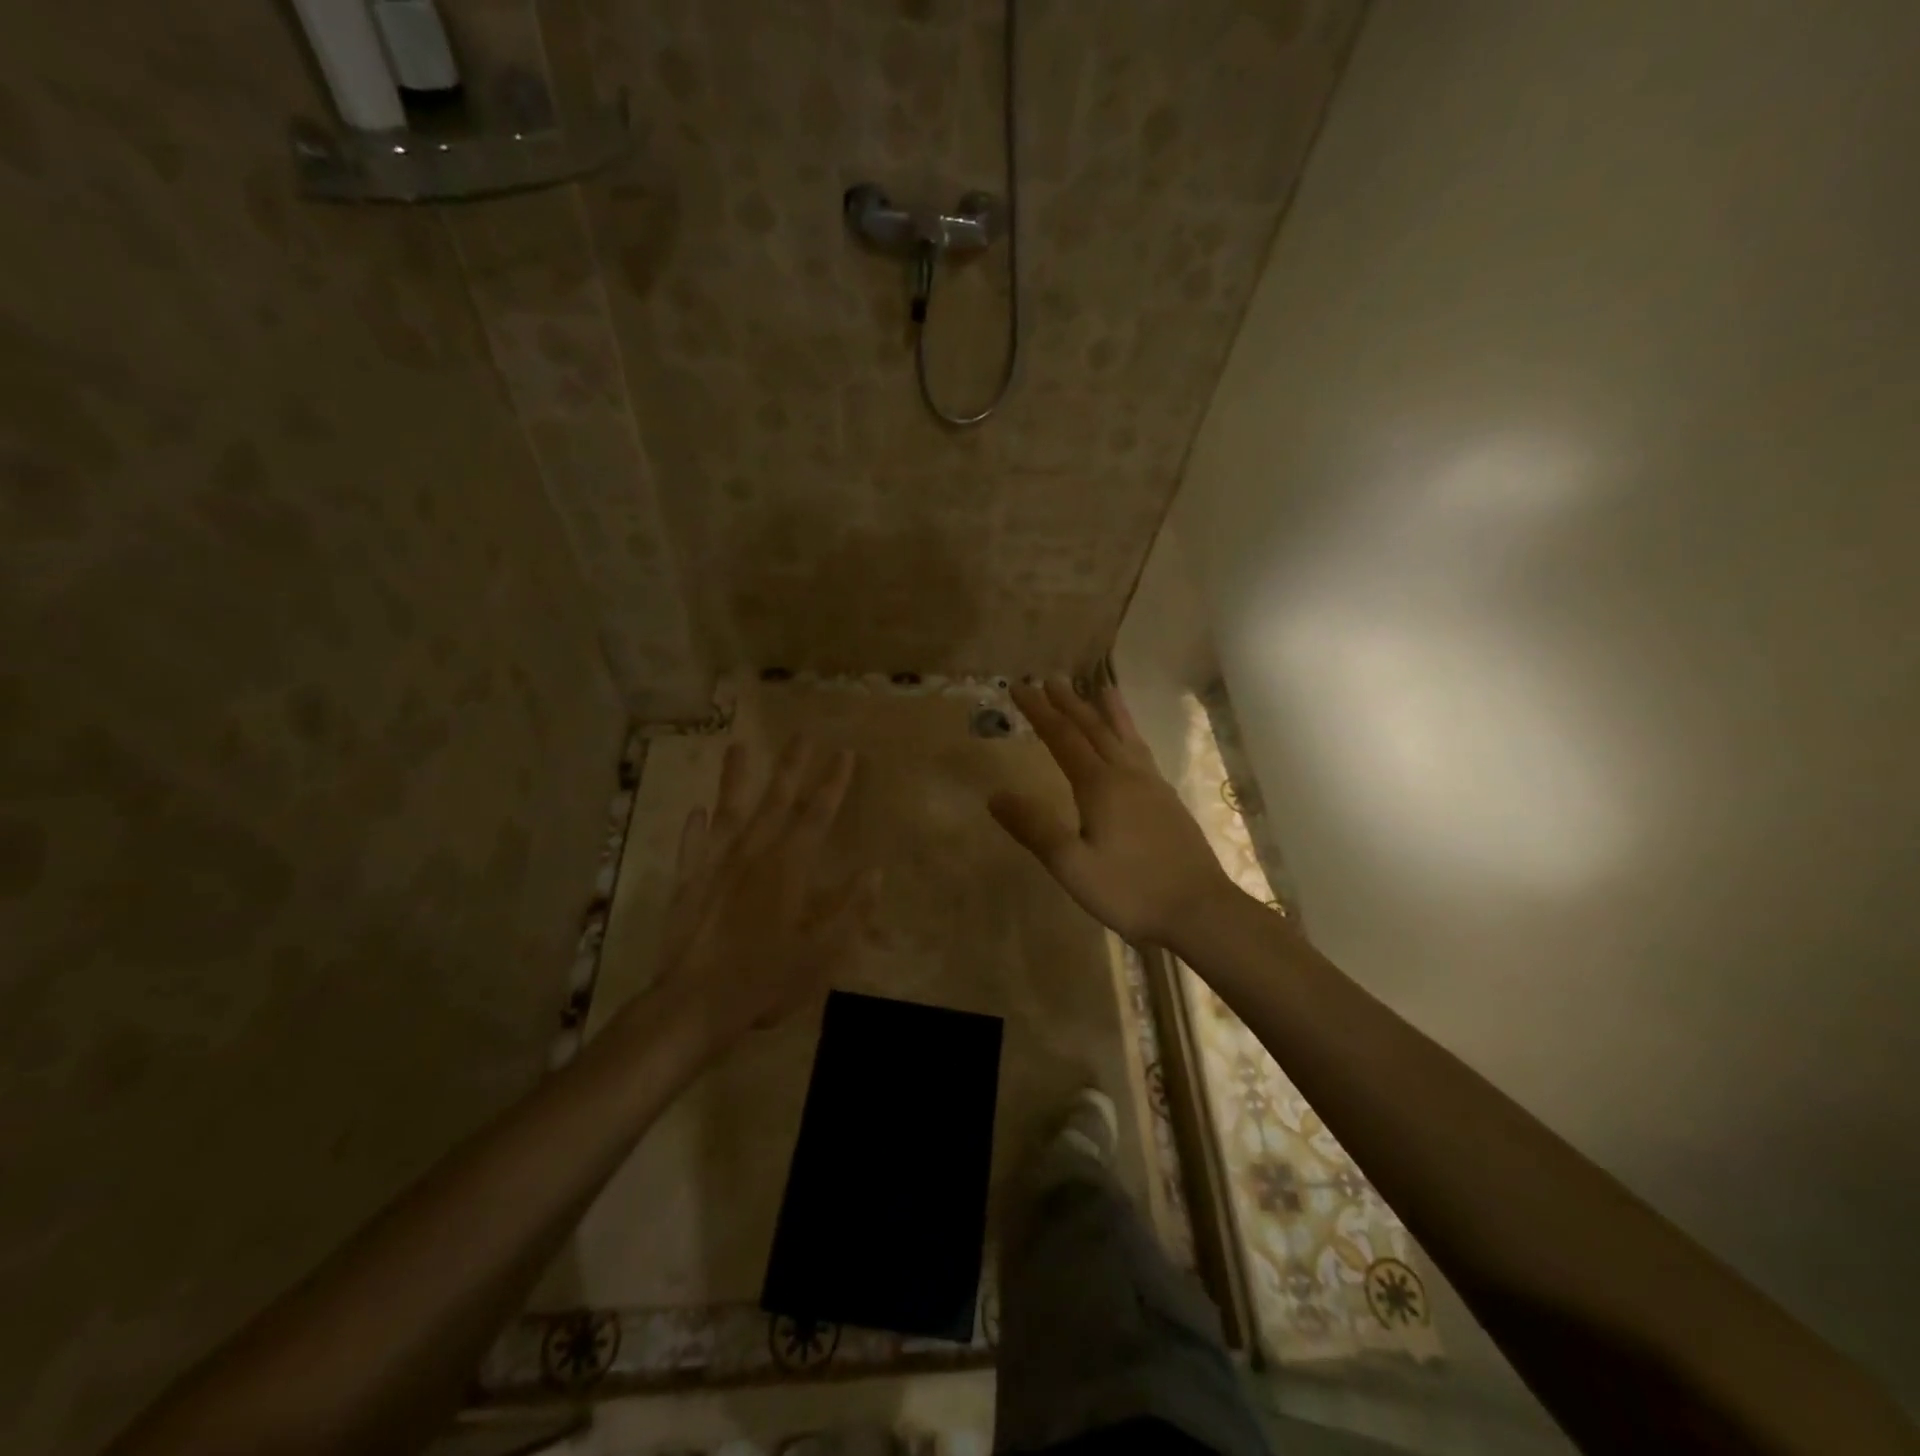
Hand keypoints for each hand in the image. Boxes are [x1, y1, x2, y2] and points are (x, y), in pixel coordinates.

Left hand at [651, 737, 878, 1056]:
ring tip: (738, 747)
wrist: (695, 1003)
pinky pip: (692, 846)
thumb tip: (875, 872)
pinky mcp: (688, 882)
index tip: (845, 754)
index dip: (834, 783)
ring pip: (730, 810)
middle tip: (802, 733)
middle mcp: (754, 853)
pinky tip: (696, 811)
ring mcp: (716, 864)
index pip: (818, 814)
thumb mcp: (821, 952)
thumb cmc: (765, 978)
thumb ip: (850, 910)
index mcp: (789, 867)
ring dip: (735, 778)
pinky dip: (695, 828)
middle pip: (776, 800)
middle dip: (792, 766)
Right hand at [990, 677, 1239, 947]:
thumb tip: (995, 795)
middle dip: (1069, 703)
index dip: (1039, 712)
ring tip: (1101, 688)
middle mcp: (1127, 775)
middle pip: (1094, 729)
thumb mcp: (1072, 866)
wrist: (1199, 910)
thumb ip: (1034, 828)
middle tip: (1050, 679)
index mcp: (1100, 786)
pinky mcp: (1168, 801)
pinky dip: (1131, 735)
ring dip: (1107, 711)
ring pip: (1124, 737)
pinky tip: (1133, 744)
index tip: (1020, 688)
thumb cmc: (1130, 890)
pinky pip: (1143, 753)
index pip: (1062, 738)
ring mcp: (1153, 786)